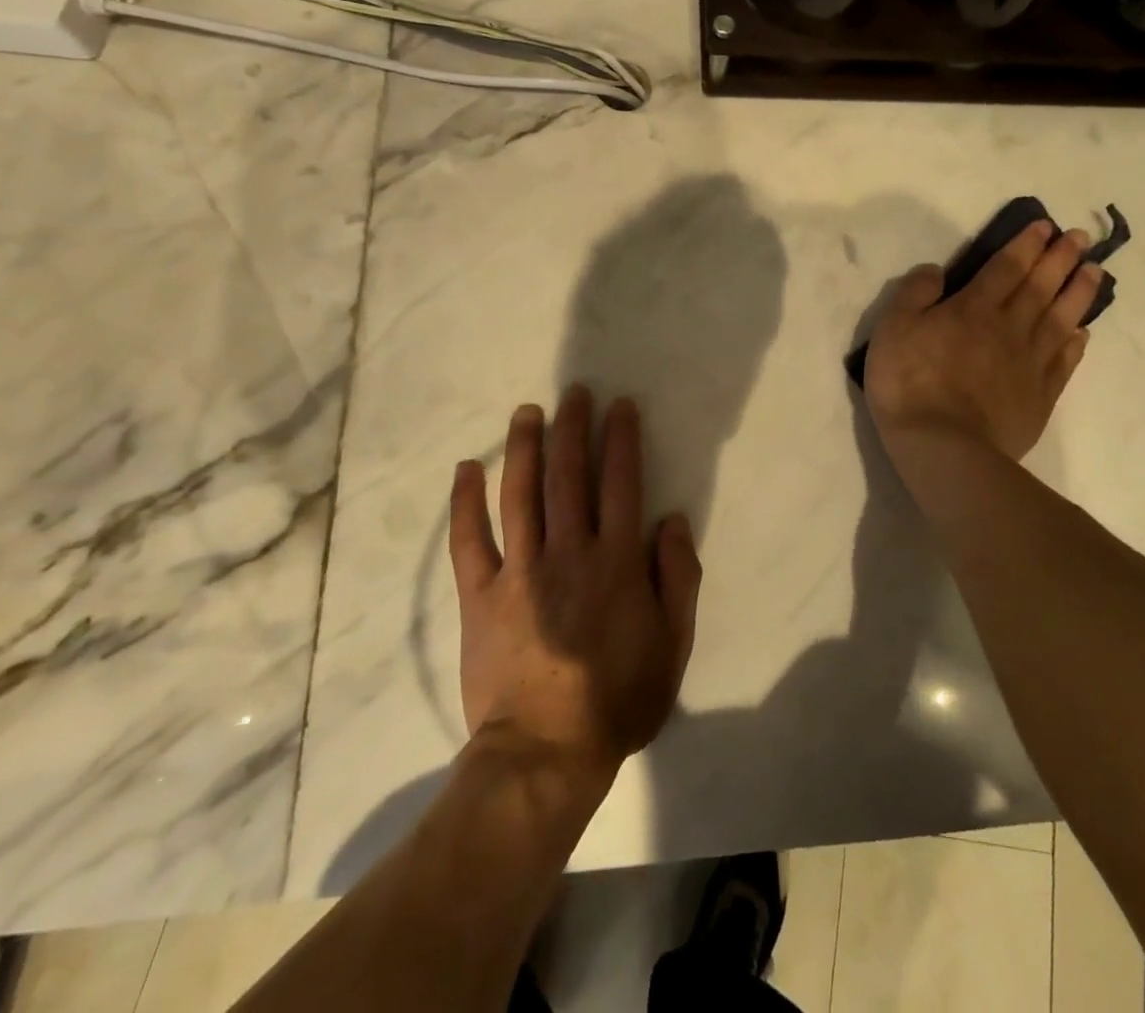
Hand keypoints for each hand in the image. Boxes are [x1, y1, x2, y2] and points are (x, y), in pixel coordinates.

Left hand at [449, 387, 702, 774]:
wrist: (546, 752)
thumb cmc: (619, 698)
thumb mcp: (673, 643)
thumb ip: (679, 578)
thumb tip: (672, 521)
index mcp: (616, 561)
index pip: (621, 483)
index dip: (621, 439)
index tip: (619, 406)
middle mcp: (568, 552)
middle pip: (569, 475)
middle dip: (573, 428)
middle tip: (574, 392)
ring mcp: (519, 571)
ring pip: (520, 494)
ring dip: (524, 447)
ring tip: (527, 411)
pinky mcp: (480, 595)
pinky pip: (468, 541)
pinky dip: (465, 502)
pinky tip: (466, 469)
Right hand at [864, 219, 1105, 460]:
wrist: (944, 446)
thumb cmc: (910, 383)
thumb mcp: (893, 329)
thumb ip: (914, 294)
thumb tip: (936, 269)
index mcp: (974, 308)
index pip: (1006, 267)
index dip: (1026, 244)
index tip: (1045, 226)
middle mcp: (1009, 327)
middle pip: (1040, 286)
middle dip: (1060, 258)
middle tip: (1079, 238)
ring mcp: (1030, 363)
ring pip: (1061, 318)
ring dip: (1079, 292)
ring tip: (1095, 271)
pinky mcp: (1040, 396)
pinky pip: (1064, 362)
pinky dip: (1075, 343)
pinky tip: (1083, 332)